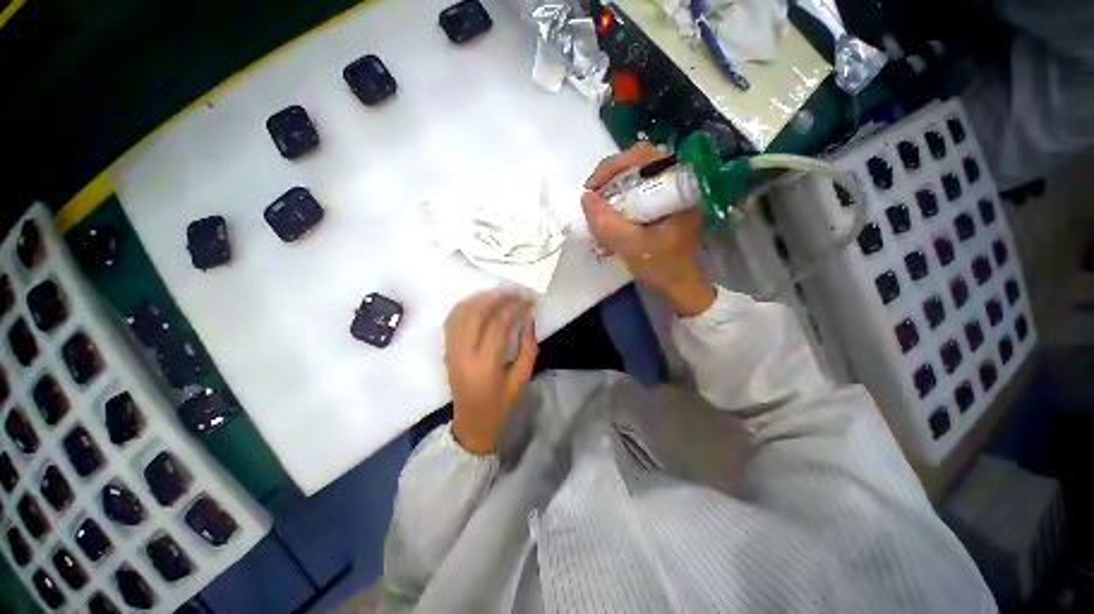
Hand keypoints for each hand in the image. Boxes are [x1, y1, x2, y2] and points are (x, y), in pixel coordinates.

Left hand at [444, 290, 537, 454]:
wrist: (471, 423)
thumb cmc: (500, 404)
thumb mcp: (521, 379)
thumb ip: (528, 348)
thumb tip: (528, 320)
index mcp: (484, 365)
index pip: (498, 324)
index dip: (515, 308)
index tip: (529, 301)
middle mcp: (463, 353)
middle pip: (476, 312)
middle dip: (498, 297)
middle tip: (516, 292)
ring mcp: (450, 349)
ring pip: (461, 312)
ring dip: (481, 297)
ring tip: (501, 294)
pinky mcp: (446, 349)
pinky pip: (452, 319)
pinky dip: (466, 305)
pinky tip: (481, 302)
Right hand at [582, 142, 716, 316]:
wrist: (679, 287)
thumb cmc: (662, 266)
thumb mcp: (632, 246)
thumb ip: (607, 223)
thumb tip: (586, 198)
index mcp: (679, 186)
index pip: (643, 157)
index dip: (613, 167)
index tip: (591, 189)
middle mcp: (676, 183)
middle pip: (636, 165)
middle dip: (609, 181)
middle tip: (592, 199)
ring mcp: (668, 195)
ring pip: (633, 180)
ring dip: (611, 194)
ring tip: (598, 213)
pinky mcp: (660, 207)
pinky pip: (634, 194)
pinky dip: (617, 205)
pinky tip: (607, 223)